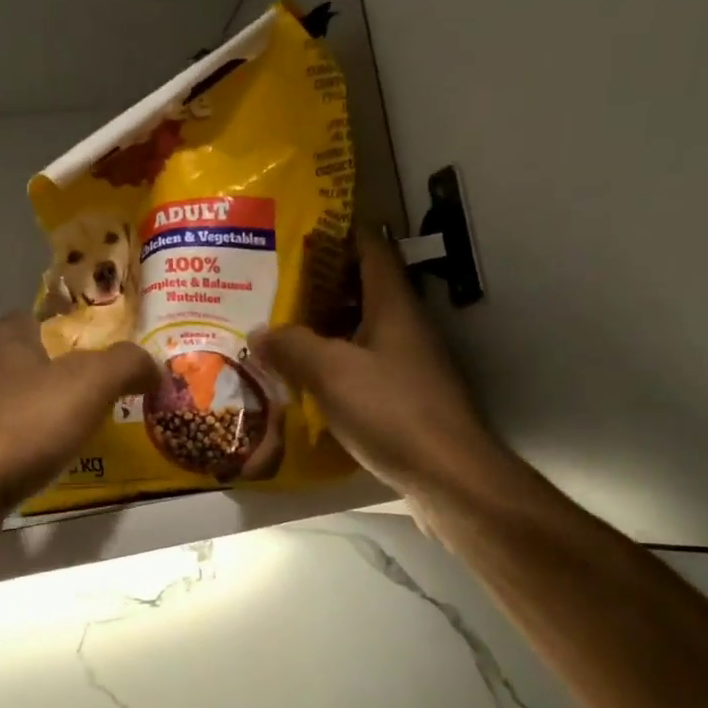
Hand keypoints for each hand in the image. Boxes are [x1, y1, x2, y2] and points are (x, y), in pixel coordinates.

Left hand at [0, 313, 158, 513]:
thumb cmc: (21, 426)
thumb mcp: (89, 382)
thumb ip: (127, 364)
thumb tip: (152, 366)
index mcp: (5, 340)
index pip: (39, 317)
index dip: (75, 328)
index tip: (107, 351)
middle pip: (32, 364)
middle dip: (68, 378)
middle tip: (111, 396)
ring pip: (20, 407)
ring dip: (50, 418)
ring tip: (91, 435)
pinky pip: (8, 446)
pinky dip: (32, 453)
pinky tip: (54, 469)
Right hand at [255, 234, 499, 505]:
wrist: (447, 476)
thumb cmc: (391, 411)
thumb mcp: (330, 372)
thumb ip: (291, 346)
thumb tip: (259, 332)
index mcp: (394, 305)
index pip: (371, 249)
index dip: (339, 234)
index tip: (300, 232)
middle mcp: (404, 326)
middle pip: (361, 289)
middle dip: (319, 285)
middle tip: (272, 287)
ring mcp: (407, 363)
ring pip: (359, 330)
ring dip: (323, 328)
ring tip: (277, 330)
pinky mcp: (403, 397)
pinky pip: (361, 366)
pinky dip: (333, 365)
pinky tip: (302, 379)